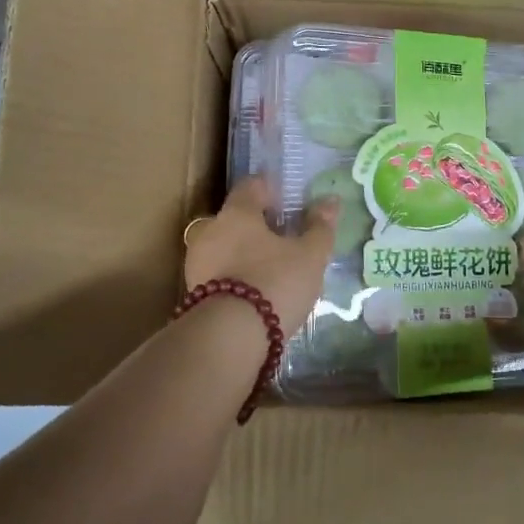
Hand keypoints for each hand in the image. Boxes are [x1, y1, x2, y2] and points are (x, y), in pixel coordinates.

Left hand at [184, 177, 336, 336]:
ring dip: (245, 252)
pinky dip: (236, 275)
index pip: (251, 186)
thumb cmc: (274, 283)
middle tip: (284, 238)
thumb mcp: (309, 256)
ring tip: (272, 269)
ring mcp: (197, 262)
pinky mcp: (194, 292)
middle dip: (257, 224)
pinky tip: (255, 291)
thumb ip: (320, 227)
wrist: (229, 338)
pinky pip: (220, 273)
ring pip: (225, 247)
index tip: (287, 200)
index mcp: (237, 212)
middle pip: (236, 218)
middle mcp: (210, 230)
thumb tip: (330, 200)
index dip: (270, 189)